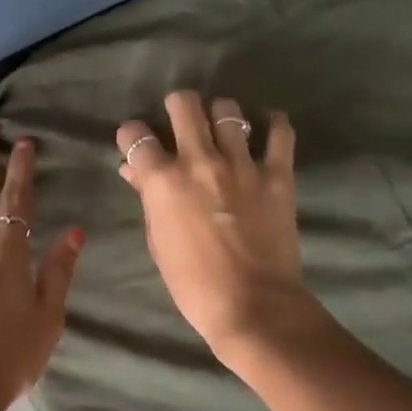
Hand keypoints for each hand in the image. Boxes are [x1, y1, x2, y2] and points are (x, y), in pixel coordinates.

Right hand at [116, 91, 305, 353]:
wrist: (252, 305)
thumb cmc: (193, 284)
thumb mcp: (159, 243)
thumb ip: (148, 200)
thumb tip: (135, 171)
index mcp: (163, 180)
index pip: (136, 136)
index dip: (132, 135)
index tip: (137, 141)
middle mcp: (199, 161)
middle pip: (184, 104)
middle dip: (177, 106)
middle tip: (181, 120)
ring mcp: (241, 164)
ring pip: (228, 110)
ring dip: (221, 114)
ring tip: (224, 127)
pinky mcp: (277, 175)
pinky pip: (279, 134)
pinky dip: (273, 125)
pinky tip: (269, 126)